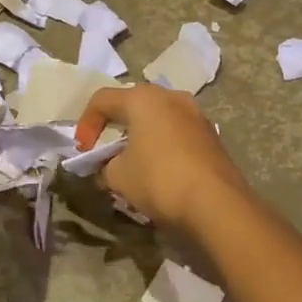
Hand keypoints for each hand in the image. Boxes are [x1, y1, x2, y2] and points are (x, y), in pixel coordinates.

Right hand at [76, 84, 250, 228]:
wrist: (217, 204)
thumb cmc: (159, 179)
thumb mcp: (118, 176)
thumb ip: (105, 165)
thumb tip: (110, 166)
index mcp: (142, 98)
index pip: (102, 99)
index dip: (86, 124)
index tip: (83, 152)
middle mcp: (170, 96)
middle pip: (131, 105)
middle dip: (114, 128)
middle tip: (105, 153)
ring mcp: (195, 114)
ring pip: (157, 118)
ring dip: (140, 137)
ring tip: (132, 164)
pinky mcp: (211, 135)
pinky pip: (176, 133)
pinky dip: (161, 146)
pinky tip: (159, 172)